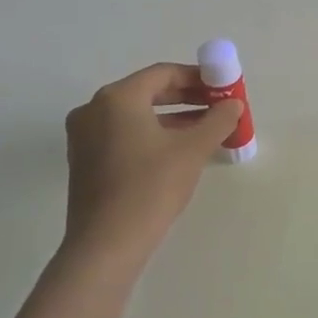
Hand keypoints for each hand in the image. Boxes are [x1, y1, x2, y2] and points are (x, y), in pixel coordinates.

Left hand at [62, 63, 244, 279]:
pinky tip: (180, 148)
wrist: (107, 244)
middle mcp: (95, 109)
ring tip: (207, 128)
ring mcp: (85, 136)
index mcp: (117, 98)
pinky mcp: (85, 160)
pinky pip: (125, 133)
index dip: (198, 77)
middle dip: (187, 97)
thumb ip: (217, 120)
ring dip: (173, 117)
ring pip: (137, 115)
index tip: (223, 87)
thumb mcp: (193, 149)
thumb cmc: (151, 187)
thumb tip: (232, 105)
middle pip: (149, 91)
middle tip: (219, 106)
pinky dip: (153, 134)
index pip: (164, 73)